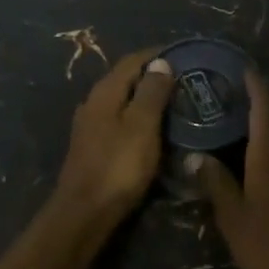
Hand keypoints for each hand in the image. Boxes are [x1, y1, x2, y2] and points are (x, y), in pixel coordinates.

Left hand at [49, 49, 175, 227]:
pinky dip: (137, 117)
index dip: (157, 54)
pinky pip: (118, 120)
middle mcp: (93, 103)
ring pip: (121, 101)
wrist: (84, 214)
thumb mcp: (142, 126)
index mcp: (105, 92)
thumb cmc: (118, 167)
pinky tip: (152, 129)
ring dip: (145, 97)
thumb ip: (152, 93)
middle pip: (125, 79)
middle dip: (153, 75)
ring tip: (173, 103)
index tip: (184, 54)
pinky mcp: (91, 147)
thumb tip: (160, 62)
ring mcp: (89, 126)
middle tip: (184, 79)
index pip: (132, 61)